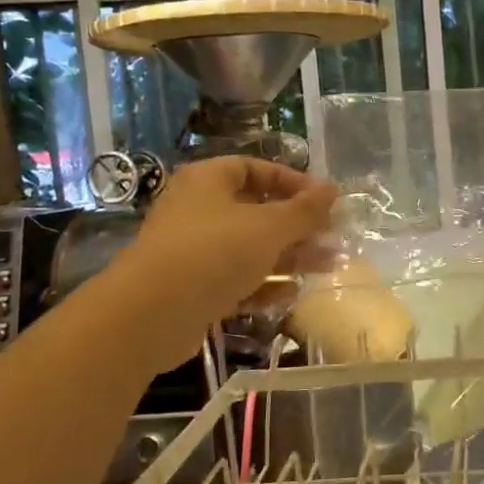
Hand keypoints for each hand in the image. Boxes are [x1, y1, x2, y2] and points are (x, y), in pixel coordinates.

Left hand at [123, 156, 339, 319]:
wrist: (150, 315)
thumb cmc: (214, 253)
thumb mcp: (269, 227)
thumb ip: (304, 210)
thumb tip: (333, 188)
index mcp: (209, 181)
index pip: (255, 169)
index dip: (292, 181)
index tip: (325, 200)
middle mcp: (199, 210)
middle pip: (257, 211)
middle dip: (298, 226)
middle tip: (332, 237)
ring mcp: (194, 251)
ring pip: (250, 248)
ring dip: (289, 257)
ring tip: (328, 266)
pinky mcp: (194, 288)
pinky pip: (236, 279)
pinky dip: (264, 285)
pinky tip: (292, 294)